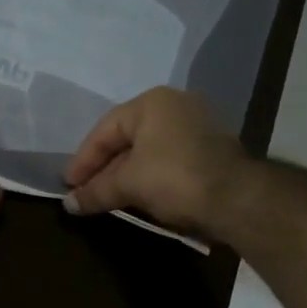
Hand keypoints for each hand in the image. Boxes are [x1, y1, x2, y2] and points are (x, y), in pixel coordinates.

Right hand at [62, 87, 244, 233]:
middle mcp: (175, 107)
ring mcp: (197, 128)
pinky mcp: (210, 152)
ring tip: (106, 199)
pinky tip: (137, 198)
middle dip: (104, 169)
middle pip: (126, 139)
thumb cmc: (175, 178)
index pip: (105, 130)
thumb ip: (96, 191)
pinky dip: (149, 178)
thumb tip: (68, 204)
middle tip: (85, 193)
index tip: (68, 185)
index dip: (83, 159)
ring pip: (148, 152)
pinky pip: (167, 162)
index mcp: (152, 103)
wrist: (238, 199)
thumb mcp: (128, 184)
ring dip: (125, 176)